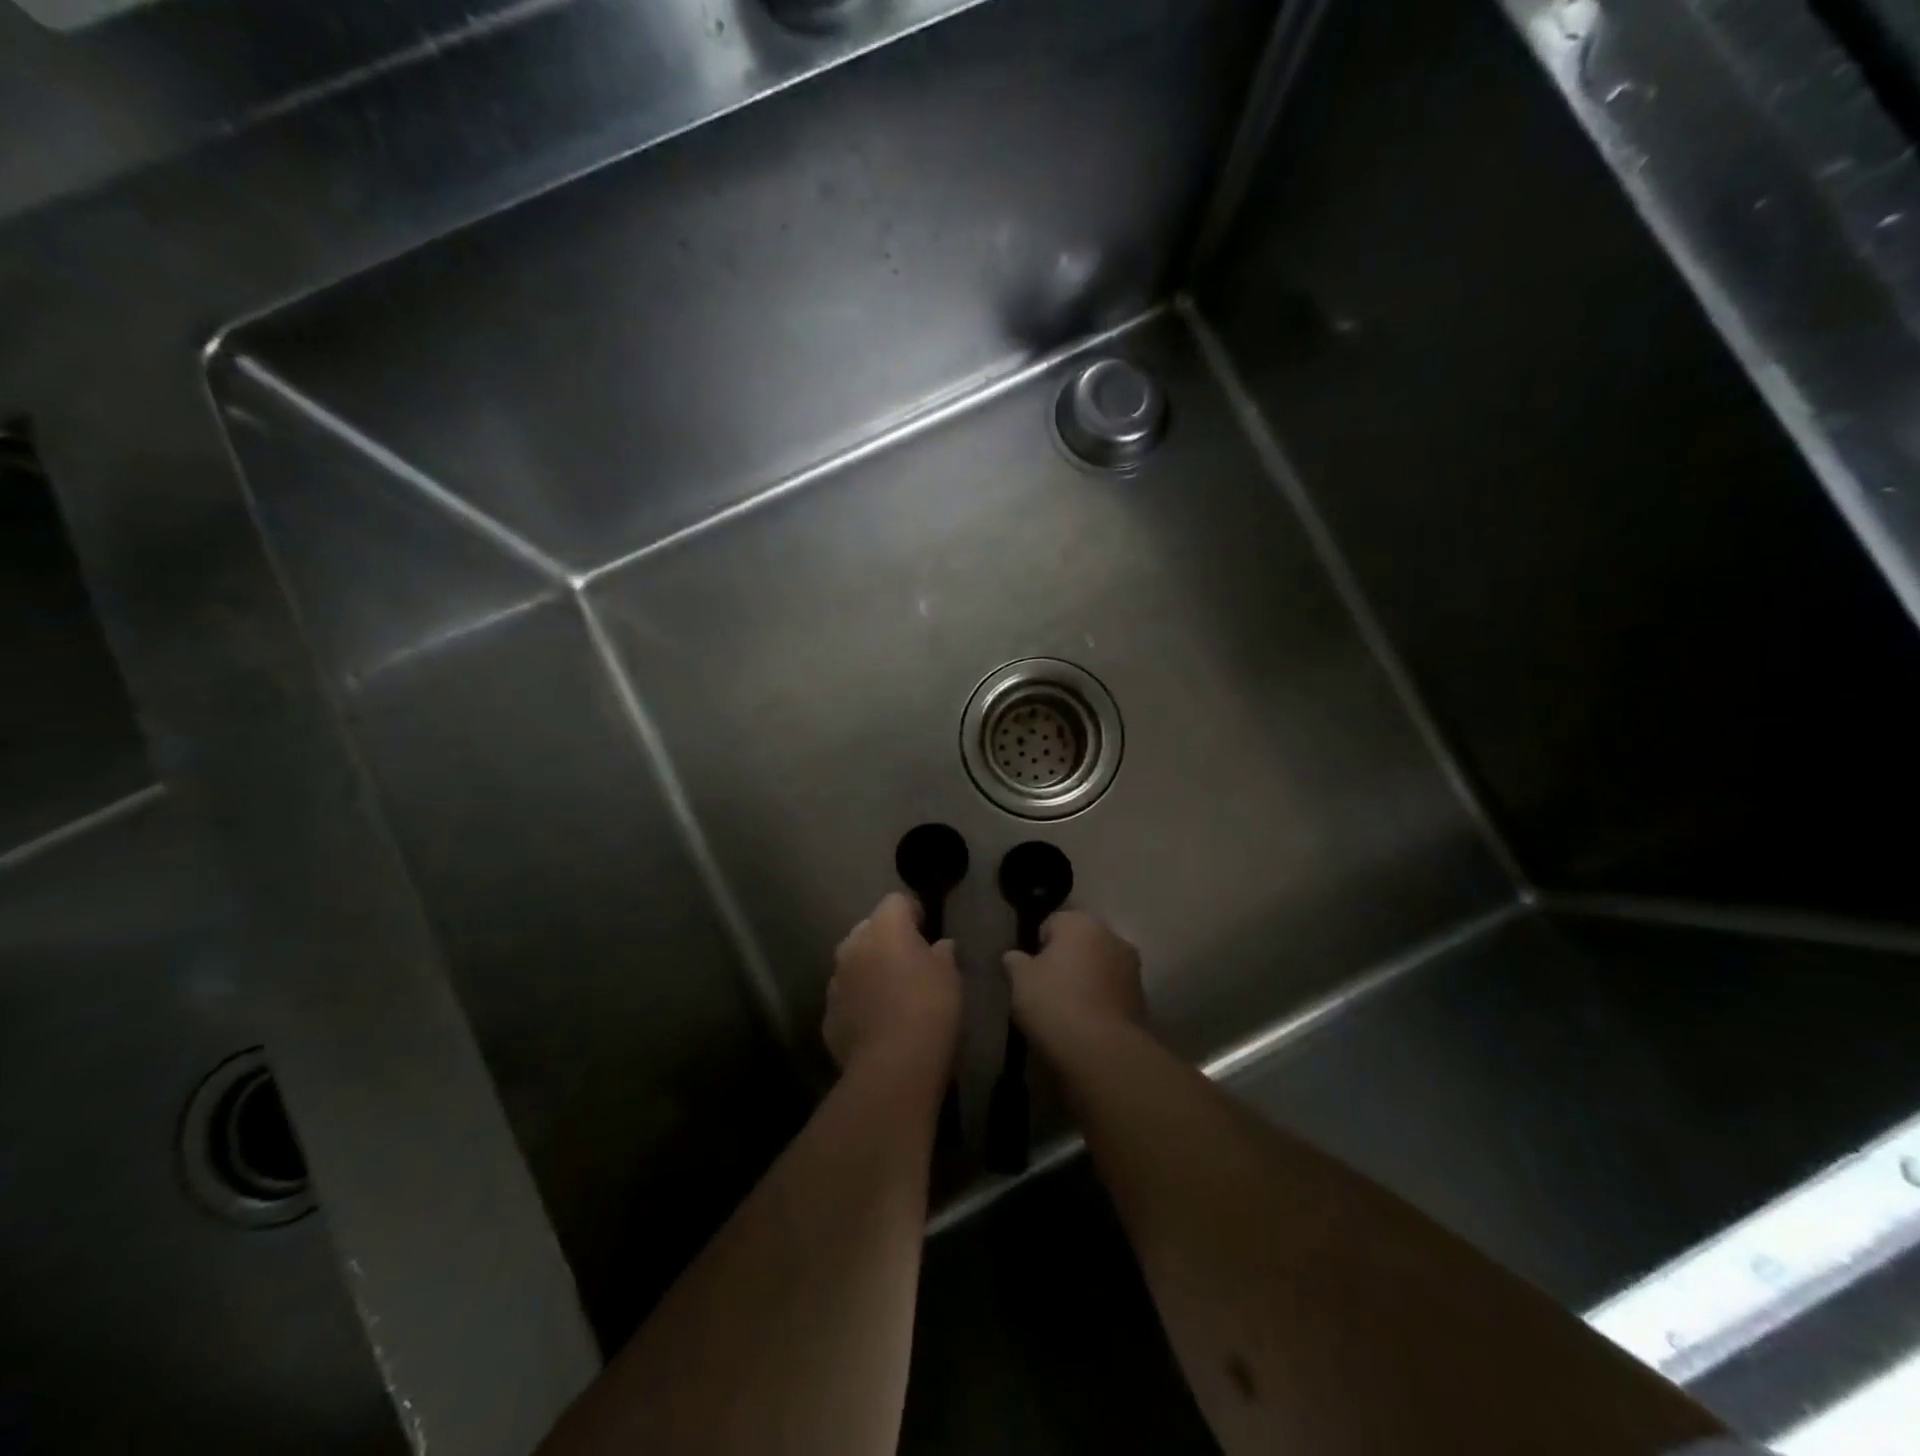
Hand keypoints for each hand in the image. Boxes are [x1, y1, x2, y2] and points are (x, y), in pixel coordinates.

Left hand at [824, 892, 962, 1083]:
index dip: (913, 911)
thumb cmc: (929, 1010)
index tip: (927, 929)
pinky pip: (847, 996)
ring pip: (854, 962)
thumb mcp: (950, 977)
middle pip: (870, 928)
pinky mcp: (828, 1015)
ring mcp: (836, 981)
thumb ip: (943, 954)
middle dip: (887, 938)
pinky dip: (860, 1000)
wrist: (893, 1069)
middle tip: (911, 961)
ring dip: (870, 969)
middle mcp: (853, 946)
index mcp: (885, 928)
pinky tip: (878, 1021)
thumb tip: (939, 947)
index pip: (896, 901)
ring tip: (893, 993)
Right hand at [1004, 910, 1144, 1049]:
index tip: (1030, 973)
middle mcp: (1111, 935)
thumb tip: (1014, 957)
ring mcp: (1131, 966)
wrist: (1101, 1050)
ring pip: (1099, 966)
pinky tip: (1087, 1022)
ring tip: (1068, 1009)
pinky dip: (1101, 999)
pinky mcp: (1141, 997)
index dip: (1038, 947)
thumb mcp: (1020, 980)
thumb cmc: (1054, 1003)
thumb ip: (1015, 962)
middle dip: (1066, 960)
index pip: (1052, 924)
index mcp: (1080, 922)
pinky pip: (1112, 991)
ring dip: (1086, 979)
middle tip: (1047, 989)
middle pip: (1080, 943)